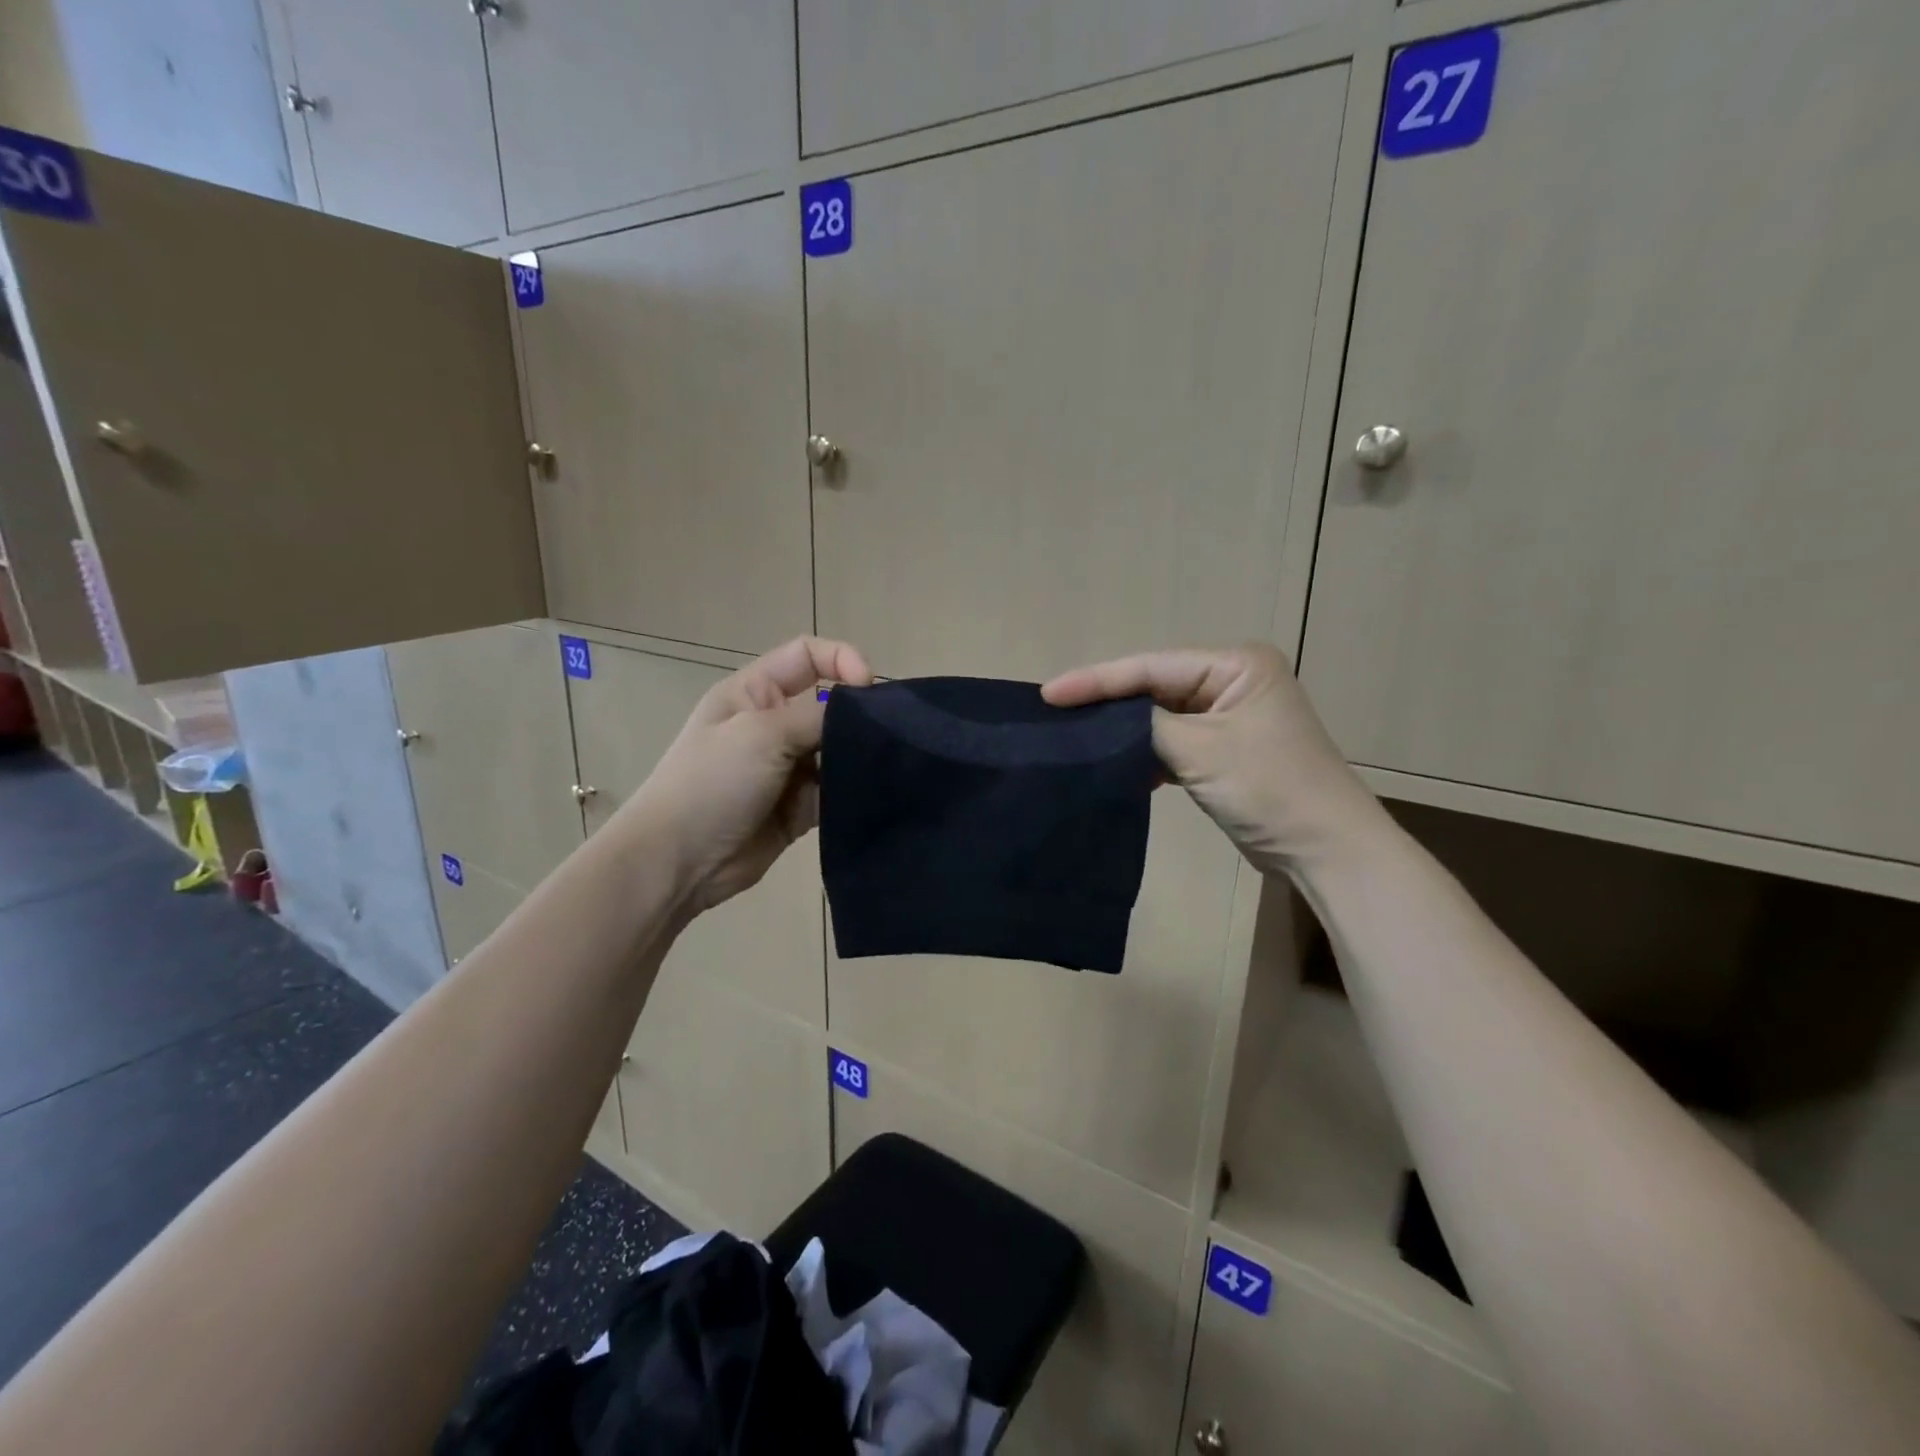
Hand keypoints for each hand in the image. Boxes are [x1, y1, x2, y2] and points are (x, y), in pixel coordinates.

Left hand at [624, 636, 872, 912]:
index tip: (869, 686)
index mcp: (754, 693)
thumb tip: (864, 715)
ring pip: (838, 750)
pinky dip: (854, 791)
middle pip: (829, 705)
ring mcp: (787, 768)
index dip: (842, 659)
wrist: (679, 861)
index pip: (807, 656)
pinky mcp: (800, 807)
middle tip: (889, 733)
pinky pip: (836, 790)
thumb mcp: (761, 733)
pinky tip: (874, 795)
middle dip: (859, 715)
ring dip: (859, 757)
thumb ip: (817, 716)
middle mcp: (773, 725)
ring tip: (886, 767)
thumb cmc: (712, 782)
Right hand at [1042, 644, 1389, 875]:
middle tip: (1055, 711)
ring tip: (1074, 736)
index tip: (1049, 693)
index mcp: (1237, 665)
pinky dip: (1145, 754)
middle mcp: (1233, 682)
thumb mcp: (1201, 750)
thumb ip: (1146, 726)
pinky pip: (1172, 742)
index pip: (1152, 667)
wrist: (1324, 849)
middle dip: (1108, 702)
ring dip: (1123, 731)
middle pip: (1155, 686)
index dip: (1098, 680)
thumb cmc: (1270, 788)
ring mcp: (1228, 717)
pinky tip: (1114, 765)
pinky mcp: (1223, 750)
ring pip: (1160, 716)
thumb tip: (1103, 721)